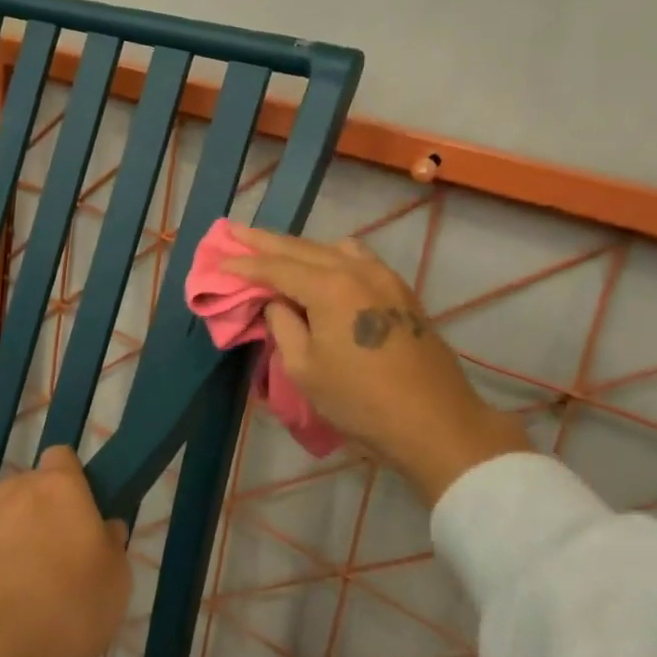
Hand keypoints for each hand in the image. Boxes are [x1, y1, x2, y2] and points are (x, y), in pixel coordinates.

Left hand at [0, 446, 131, 656]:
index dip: (70, 484)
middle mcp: (10, 487)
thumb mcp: (114, 589)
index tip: (75, 519)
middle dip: (33, 518)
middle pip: (25, 491)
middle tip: (41, 564)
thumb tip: (104, 526)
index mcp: (58, 488)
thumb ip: (111, 546)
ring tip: (0, 589)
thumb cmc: (58, 616)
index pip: (63, 459)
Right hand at [225, 228, 527, 502]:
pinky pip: (357, 260)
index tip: (219, 260)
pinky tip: (320, 266)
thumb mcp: (305, 368)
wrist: (436, 425)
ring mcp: (385, 278)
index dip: (245, 265)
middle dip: (266, 241)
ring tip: (274, 250)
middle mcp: (359, 270)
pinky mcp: (401, 293)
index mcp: (331, 286)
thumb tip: (276, 302)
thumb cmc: (361, 401)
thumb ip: (283, 325)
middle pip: (303, 248)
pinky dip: (330, 257)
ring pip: (333, 249)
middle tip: (235, 231)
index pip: (276, 267)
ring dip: (300, 248)